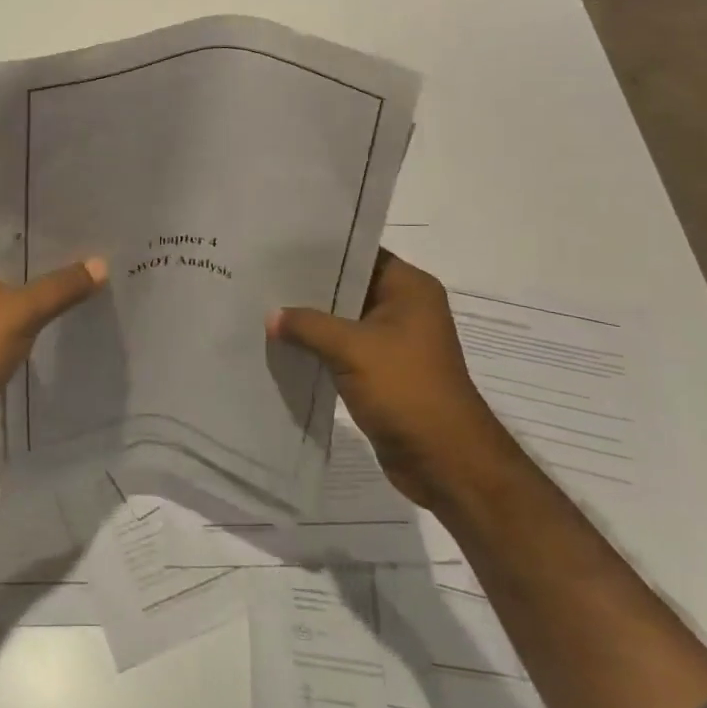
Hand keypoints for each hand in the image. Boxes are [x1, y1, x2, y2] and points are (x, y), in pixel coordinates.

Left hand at [0, 239, 107, 462]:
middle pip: (17, 269)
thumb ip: (61, 287)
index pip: (15, 237)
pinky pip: (11, 328)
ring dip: (46, 302)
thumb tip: (102, 263)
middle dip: (55, 272)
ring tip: (94, 295)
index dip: (52, 238)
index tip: (92, 238)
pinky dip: (34, 329)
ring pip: (16, 301)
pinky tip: (66, 330)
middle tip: (102, 267)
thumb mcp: (20, 312)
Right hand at [269, 250, 517, 505]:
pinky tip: (281, 344)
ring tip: (263, 307)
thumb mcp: (353, 349)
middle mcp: (403, 308)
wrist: (445, 462)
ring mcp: (392, 342)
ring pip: (341, 320)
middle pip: (348, 287)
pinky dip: (317, 347)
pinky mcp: (380, 371)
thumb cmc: (407, 390)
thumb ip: (309, 325)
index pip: (359, 253)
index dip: (320, 249)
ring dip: (309, 321)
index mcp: (409, 289)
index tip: (278, 246)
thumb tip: (271, 316)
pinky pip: (341, 349)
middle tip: (261, 275)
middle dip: (308, 287)